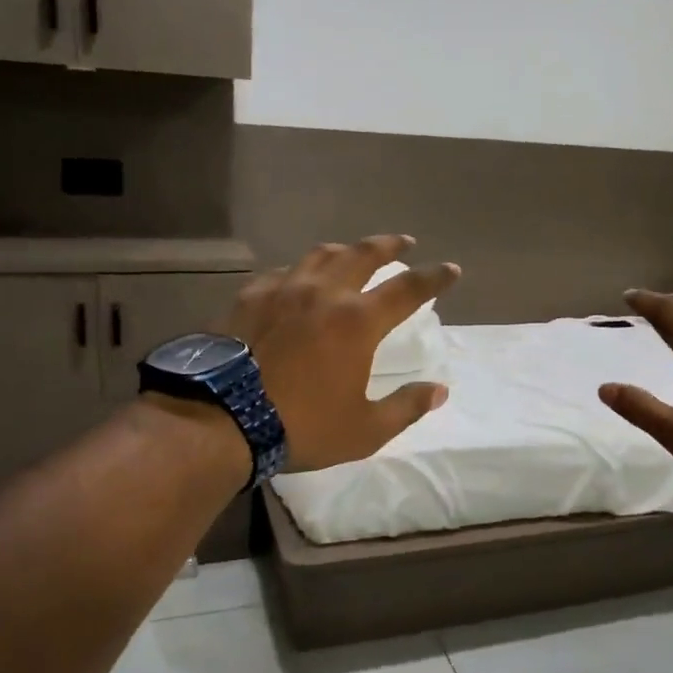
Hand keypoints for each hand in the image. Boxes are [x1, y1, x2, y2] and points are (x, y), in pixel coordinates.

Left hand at [224, 235, 458, 472]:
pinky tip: (296, 281)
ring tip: (352, 252)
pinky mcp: (249, 297)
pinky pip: (283, 273)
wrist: (221, 419)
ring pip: (320, 255)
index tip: (451, 269)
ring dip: (345, 250)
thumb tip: (439, 391)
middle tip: (404, 242)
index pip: (408, 288)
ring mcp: (282, 289)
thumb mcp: (365, 430)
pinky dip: (301, 271)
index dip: (435, 277)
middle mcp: (323, 293)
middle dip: (389, 245)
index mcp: (357, 321)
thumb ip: (405, 407)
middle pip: (363, 254)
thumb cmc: (301, 426)